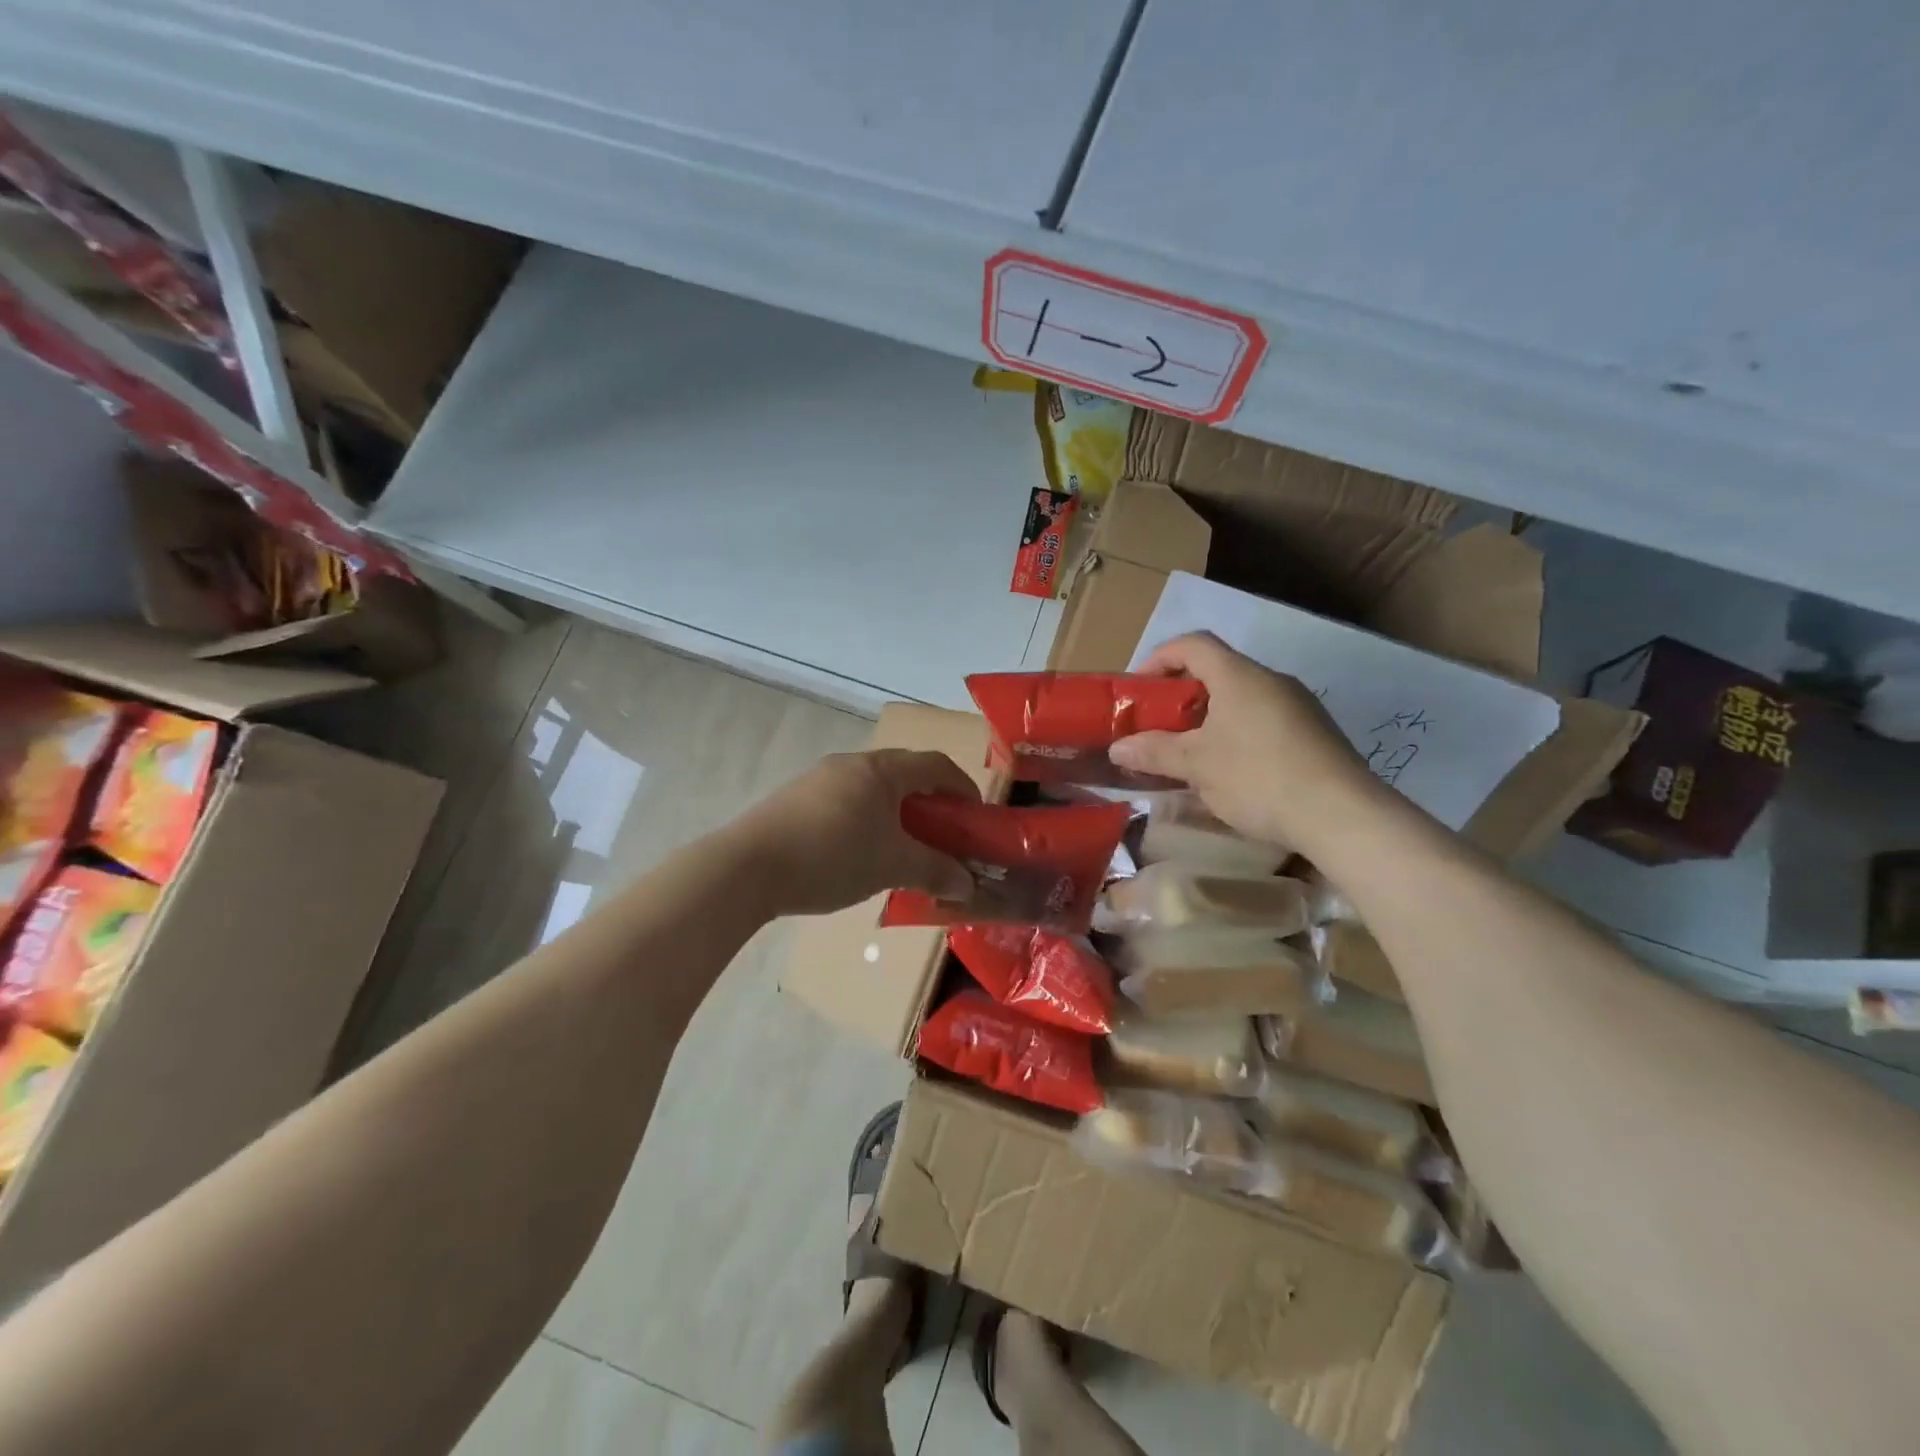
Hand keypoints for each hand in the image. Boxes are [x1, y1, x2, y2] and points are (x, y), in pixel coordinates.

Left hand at [732, 749, 979, 916]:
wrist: (747, 867)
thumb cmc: (832, 857)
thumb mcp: (892, 866)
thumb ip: (935, 872)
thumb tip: (967, 884)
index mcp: (882, 769)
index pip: (936, 765)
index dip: (963, 788)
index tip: (974, 818)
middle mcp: (852, 762)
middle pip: (904, 774)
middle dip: (929, 803)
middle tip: (942, 836)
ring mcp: (819, 777)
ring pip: (872, 789)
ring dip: (896, 813)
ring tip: (902, 849)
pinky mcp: (795, 798)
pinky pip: (845, 801)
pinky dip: (866, 820)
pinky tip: (859, 854)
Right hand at [1109, 632, 1385, 852]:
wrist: (1342, 815)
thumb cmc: (1259, 777)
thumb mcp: (1197, 766)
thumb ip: (1154, 752)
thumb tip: (1117, 748)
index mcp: (1240, 676)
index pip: (1193, 644)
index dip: (1159, 658)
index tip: (1138, 689)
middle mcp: (1271, 681)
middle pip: (1217, 671)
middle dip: (1181, 696)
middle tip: (1158, 726)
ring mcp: (1299, 706)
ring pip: (1241, 699)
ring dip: (1209, 719)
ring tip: (1189, 754)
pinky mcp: (1315, 734)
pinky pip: (1263, 721)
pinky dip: (1236, 734)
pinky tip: (1230, 772)